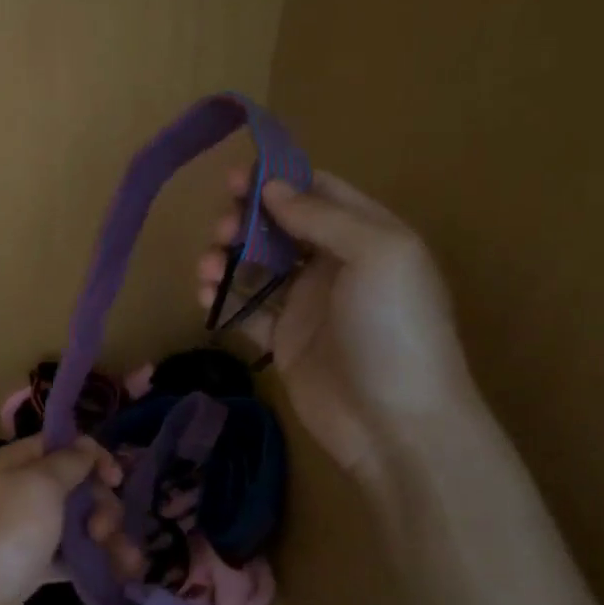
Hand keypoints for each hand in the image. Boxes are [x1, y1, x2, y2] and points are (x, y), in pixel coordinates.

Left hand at [0, 434, 119, 604]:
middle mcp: (21, 490)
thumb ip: (69, 462)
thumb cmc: (6, 532)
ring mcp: (26, 529)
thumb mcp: (41, 485)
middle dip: (101, 504)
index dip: (94, 457)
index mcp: (18, 462)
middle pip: (75, 486)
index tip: (116, 480)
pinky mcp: (31, 564)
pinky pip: (69, 555)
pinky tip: (120, 573)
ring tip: (126, 561)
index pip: (63, 445)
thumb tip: (87, 444)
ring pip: (76, 522)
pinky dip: (92, 561)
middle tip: (104, 529)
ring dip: (105, 536)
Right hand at [197, 170, 475, 477]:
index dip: (278, 180)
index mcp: (367, 236)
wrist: (398, 425)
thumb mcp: (377, 254)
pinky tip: (205, 298)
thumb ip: (322, 216)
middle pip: (279, 227)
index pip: (318, 192)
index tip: (235, 179)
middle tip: (221, 231)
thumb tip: (271, 187)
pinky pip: (247, 311)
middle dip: (245, 221)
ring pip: (257, 267)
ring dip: (227, 259)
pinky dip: (223, 300)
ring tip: (207, 269)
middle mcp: (336, 265)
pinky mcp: (285, 343)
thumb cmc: (394, 329)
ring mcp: (308, 305)